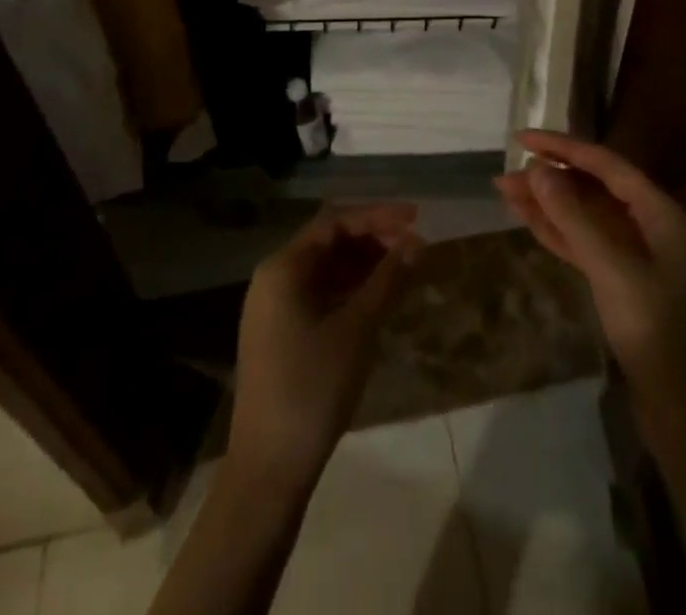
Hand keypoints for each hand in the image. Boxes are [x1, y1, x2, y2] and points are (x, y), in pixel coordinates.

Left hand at [228, 205, 424, 490]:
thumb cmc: (312, 388)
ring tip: (402, 270)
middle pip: (328, 241)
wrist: (268, 468)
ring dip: (362, 264)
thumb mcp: (357, 330)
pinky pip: (318, 293)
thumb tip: (417, 242)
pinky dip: (348, 289)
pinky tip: (376, 299)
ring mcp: (274, 306)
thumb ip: (387, 281)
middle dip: (372, 239)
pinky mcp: (280, 332)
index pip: (334, 222)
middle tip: (413, 247)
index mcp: (283, 266)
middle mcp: (273, 277)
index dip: (377, 216)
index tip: (416, 218)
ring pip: (324, 269)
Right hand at [497, 132, 685, 413]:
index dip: (562, 147)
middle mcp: (649, 226)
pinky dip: (557, 231)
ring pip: (584, 216)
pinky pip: (584, 243)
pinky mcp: (622, 283)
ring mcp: (636, 256)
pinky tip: (529, 221)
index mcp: (659, 213)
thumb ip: (573, 217)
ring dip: (548, 204)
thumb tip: (538, 170)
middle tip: (505, 176)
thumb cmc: (656, 331)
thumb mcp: (612, 269)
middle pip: (593, 188)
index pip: (605, 164)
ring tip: (506, 193)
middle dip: (550, 178)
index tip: (521, 140)